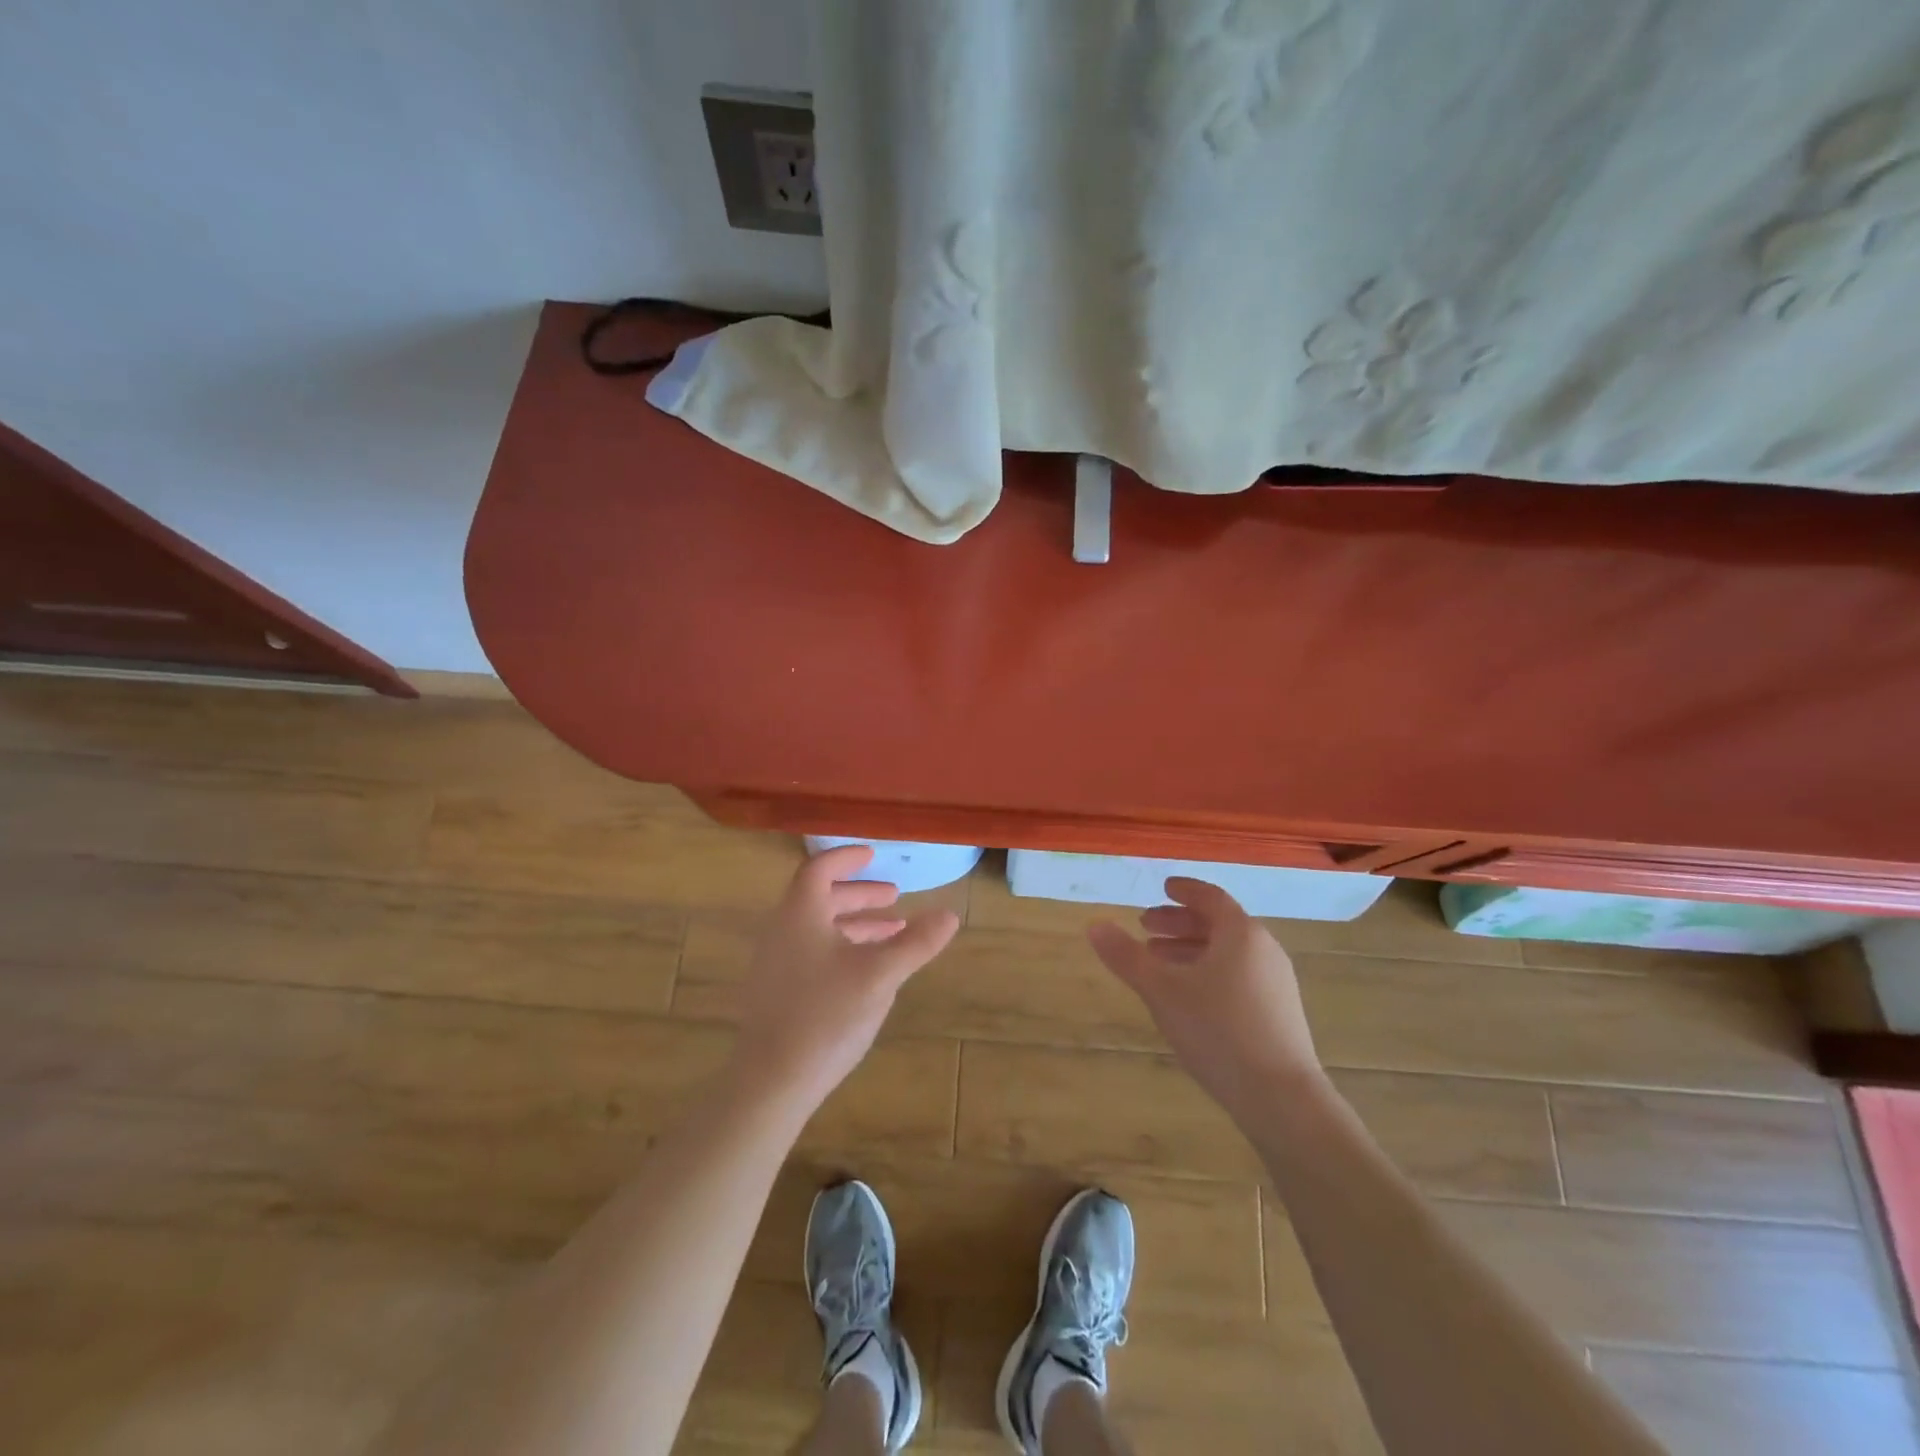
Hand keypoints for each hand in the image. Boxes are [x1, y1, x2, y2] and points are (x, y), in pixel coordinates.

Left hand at [729, 845, 960, 1112]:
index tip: (873, 855)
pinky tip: (866, 972)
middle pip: (820, 898)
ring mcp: (774, 963)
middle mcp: (781, 930)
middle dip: (859, 894)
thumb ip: (916, 942)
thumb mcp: (880, 975)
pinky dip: (841, 948)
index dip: (847, 858)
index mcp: (800, 914)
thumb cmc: (827, 1016)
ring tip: (892, 933)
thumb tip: (949, 915)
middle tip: (894, 897)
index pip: (820, 869)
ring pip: (817, 928)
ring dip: (855, 923)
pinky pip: (811, 952)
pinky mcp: (775, 992)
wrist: (771, 1082)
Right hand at [1088, 877, 1324, 1120]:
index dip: (1185, 890)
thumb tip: (1094, 925)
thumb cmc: (1218, 1030)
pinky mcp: (1279, 1013)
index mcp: (1241, 933)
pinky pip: (1238, 975)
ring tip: (1158, 963)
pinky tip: (1188, 997)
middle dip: (1180, 923)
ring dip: (1191, 949)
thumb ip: (1126, 956)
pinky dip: (1209, 971)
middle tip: (1145, 927)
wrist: (1281, 1098)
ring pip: (1228, 953)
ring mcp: (1276, 983)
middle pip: (1219, 924)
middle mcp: (1264, 950)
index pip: (1211, 897)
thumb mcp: (1161, 990)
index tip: (1163, 887)